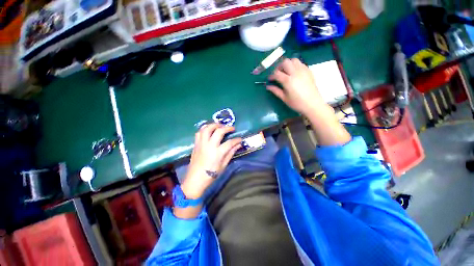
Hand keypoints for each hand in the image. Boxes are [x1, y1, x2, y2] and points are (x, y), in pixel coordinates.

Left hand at [181, 123, 241, 199]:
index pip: (229, 143)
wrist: (195, 180)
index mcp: (217, 153)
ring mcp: (201, 144)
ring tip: (220, 126)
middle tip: (231, 128)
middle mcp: (209, 146)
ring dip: (214, 125)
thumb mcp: (223, 165)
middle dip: (226, 128)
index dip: (236, 140)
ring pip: (207, 128)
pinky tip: (209, 130)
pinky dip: (204, 129)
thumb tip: (238, 145)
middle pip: (218, 131)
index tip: (240, 139)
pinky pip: (199, 132)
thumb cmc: (211, 175)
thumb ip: (230, 153)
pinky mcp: (196, 144)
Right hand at [267, 58, 327, 115]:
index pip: (276, 73)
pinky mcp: (308, 71)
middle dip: (279, 67)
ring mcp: (303, 71)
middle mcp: (295, 73)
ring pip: (293, 60)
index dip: (271, 76)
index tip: (270, 79)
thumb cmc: (297, 103)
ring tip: (286, 72)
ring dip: (288, 64)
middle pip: (285, 62)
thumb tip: (268, 86)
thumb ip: (276, 91)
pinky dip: (295, 65)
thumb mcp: (284, 98)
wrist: (312, 104)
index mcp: (288, 81)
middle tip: (278, 74)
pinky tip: (294, 73)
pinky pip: (300, 63)